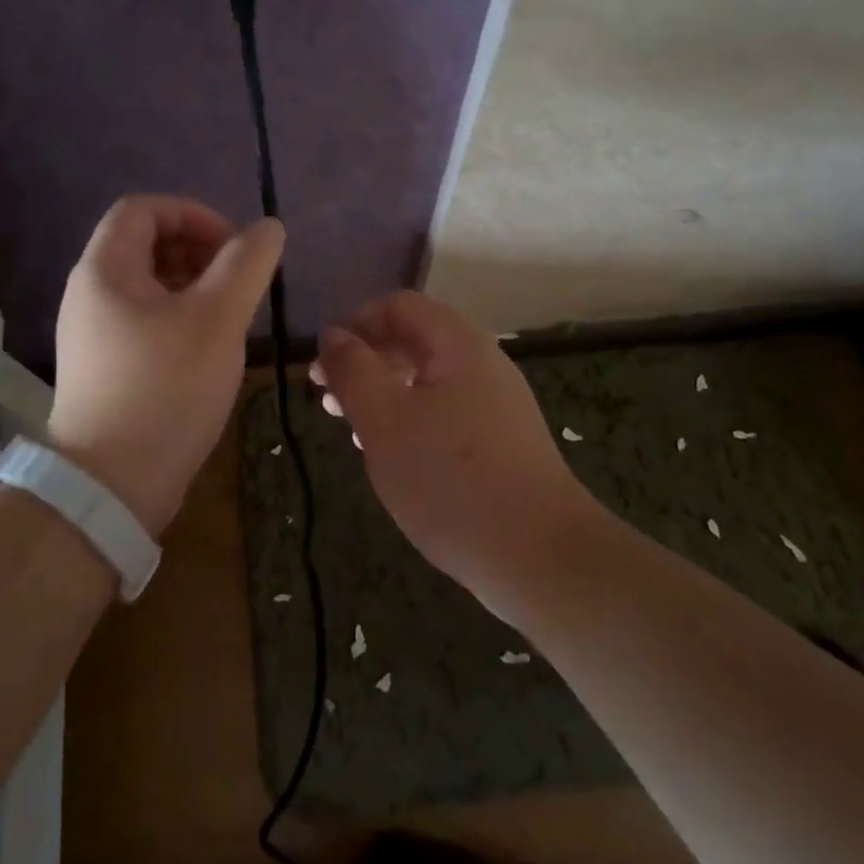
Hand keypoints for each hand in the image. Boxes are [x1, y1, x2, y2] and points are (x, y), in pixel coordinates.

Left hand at [49, 195, 284, 535]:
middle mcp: (90, 294)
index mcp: (105, 270)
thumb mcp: (217, 319)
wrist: (112, 485)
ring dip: (193, 285)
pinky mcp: (105, 367)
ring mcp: (94, 334)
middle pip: (144, 244)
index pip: (143, 208)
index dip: (193, 213)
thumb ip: (247, 264)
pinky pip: (144, 320)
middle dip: (197, 250)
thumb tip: (267, 227)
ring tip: (231, 314)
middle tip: (238, 281)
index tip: (234, 246)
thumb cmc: (165, 389)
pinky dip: (180, 317)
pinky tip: (209, 348)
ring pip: (148, 285)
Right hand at [312, 291, 593, 602]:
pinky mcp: (501, 441)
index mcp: (457, 344)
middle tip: (329, 400)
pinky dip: (411, 421)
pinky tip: (394, 457)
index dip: (355, 324)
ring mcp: (496, 403)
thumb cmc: (451, 480)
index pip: (398, 306)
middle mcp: (482, 363)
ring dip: (384, 394)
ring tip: (353, 431)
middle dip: (365, 362)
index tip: (323, 365)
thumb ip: (353, 370)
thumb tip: (333, 335)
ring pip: (427, 380)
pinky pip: (446, 412)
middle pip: (413, 339)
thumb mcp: (384, 421)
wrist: (540, 557)